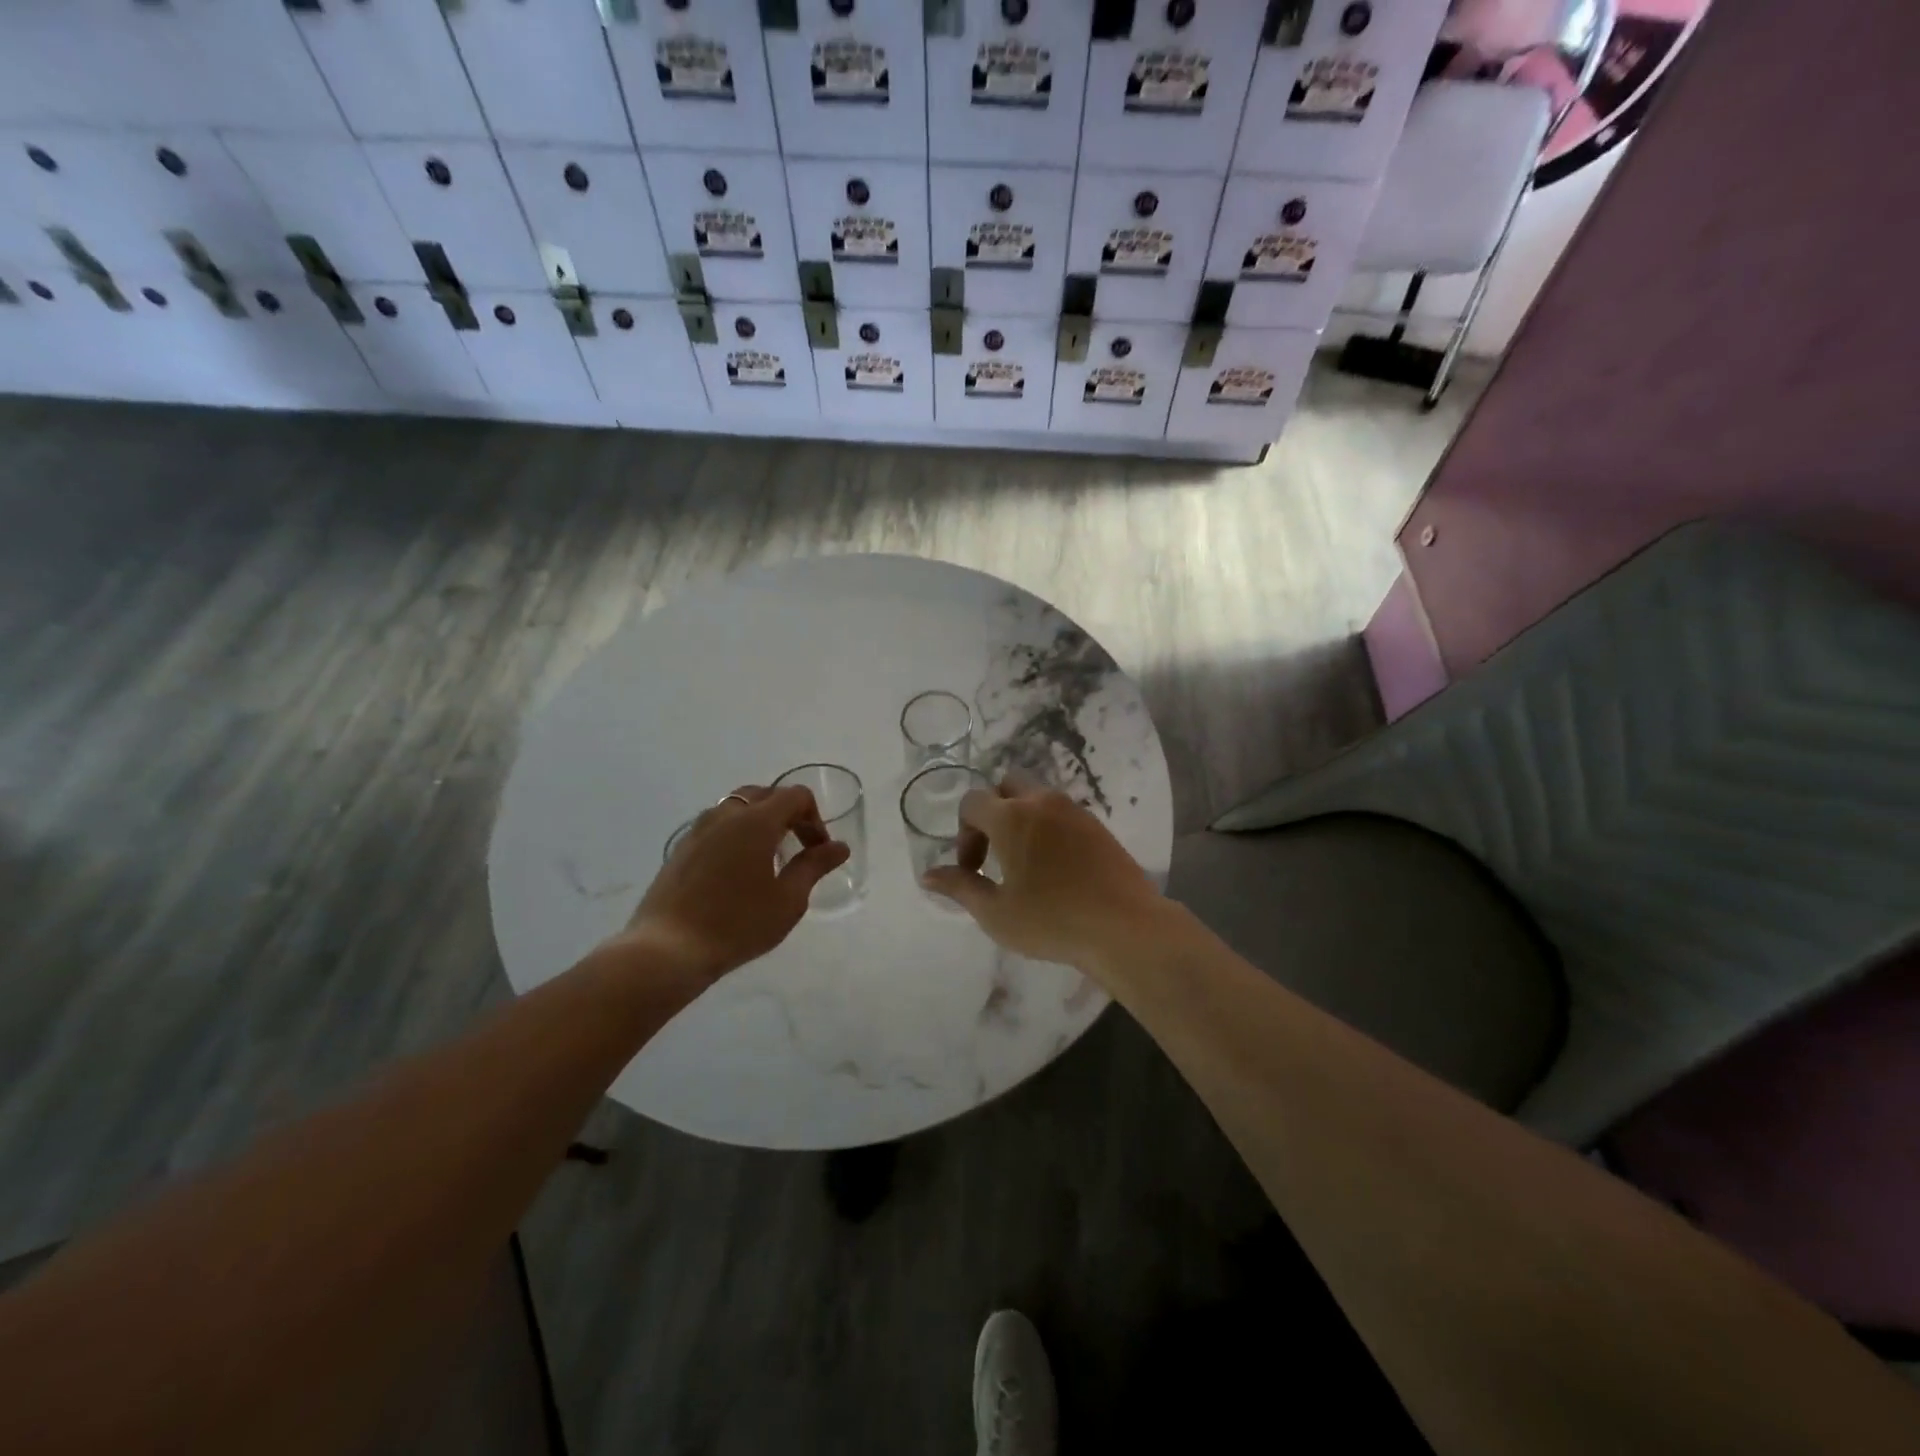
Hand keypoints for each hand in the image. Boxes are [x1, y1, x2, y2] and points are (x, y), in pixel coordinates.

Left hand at [613, 785, 850, 983]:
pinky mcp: (681, 848)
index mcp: (756, 821)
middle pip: (765, 794)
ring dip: (760, 821)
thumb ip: (814, 866)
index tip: (818, 851)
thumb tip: (839, 847)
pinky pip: (717, 826)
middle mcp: (726, 814)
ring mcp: (698, 829)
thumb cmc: (737, 924)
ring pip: (737, 807)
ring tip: (768, 858)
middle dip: (788, 814)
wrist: (668, 949)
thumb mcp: (788, 899)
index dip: (815, 818)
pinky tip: (737, 870)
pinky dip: (736, 834)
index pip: (795, 796)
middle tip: (798, 848)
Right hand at [921, 776, 1163, 969]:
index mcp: (1011, 818)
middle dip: (992, 812)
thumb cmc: (1052, 921)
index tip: (973, 870)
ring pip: (1037, 797)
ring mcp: (1075, 811)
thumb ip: (960, 887)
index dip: (963, 834)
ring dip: (1022, 819)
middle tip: (995, 854)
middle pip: (1007, 785)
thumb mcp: (996, 913)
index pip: (972, 802)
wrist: (1125, 927)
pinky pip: (1062, 813)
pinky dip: (1049, 828)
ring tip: (1025, 863)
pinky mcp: (1098, 826)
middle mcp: (1042, 802)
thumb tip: (928, 874)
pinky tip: (1056, 868)